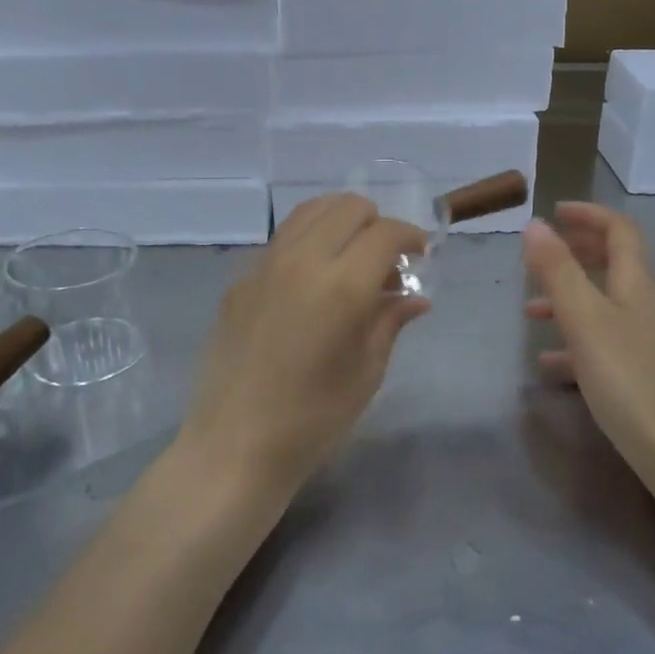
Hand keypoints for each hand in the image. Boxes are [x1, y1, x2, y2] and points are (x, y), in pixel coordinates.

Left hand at [181, 194, 430, 490]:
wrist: (234, 446)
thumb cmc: (313, 419)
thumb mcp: (367, 372)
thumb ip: (390, 321)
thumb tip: (416, 297)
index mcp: (341, 286)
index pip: (385, 233)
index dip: (410, 236)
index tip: (420, 254)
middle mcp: (302, 261)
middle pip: (347, 207)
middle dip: (376, 222)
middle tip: (387, 257)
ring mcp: (264, 266)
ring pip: (310, 212)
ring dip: (340, 221)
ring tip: (352, 255)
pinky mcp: (239, 281)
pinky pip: (282, 241)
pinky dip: (308, 242)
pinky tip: (313, 281)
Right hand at [523, 202, 654, 457]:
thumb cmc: (628, 379)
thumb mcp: (585, 320)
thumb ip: (558, 271)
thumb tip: (536, 224)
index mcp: (636, 284)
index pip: (620, 230)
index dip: (589, 215)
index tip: (553, 213)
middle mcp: (645, 305)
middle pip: (614, 263)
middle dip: (577, 252)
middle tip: (540, 255)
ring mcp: (646, 340)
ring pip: (604, 304)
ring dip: (568, 298)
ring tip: (529, 311)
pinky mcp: (641, 373)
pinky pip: (602, 342)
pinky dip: (574, 340)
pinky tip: (549, 364)